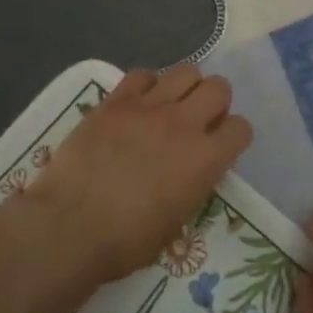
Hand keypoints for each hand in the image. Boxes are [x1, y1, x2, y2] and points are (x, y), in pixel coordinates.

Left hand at [8, 66, 251, 302]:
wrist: (70, 226)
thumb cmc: (126, 240)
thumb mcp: (177, 221)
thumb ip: (193, 185)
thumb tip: (190, 171)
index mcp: (206, 159)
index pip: (241, 128)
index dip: (232, 137)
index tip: (218, 147)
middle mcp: (184, 124)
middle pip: (219, 88)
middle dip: (214, 103)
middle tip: (197, 122)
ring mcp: (149, 107)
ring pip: (185, 71)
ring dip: (185, 88)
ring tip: (169, 107)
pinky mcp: (115, 101)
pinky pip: (142, 75)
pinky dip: (146, 86)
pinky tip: (137, 105)